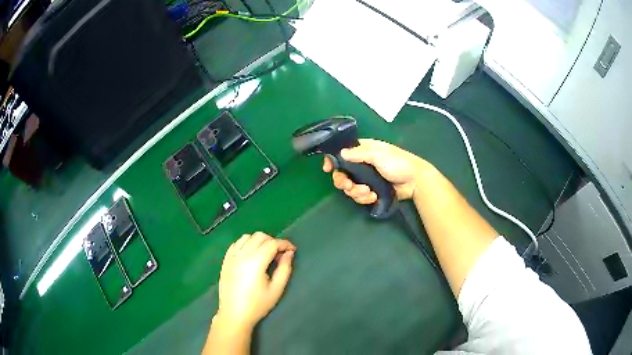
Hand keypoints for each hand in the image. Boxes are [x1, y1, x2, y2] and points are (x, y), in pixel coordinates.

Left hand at [216, 232, 295, 330]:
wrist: (234, 314)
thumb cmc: (257, 305)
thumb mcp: (276, 289)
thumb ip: (284, 269)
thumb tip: (289, 253)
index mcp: (255, 262)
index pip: (272, 243)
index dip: (284, 244)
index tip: (292, 250)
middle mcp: (242, 255)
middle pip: (259, 236)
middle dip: (272, 241)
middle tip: (279, 253)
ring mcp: (231, 257)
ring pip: (246, 237)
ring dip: (258, 241)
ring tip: (265, 253)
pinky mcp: (225, 260)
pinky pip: (236, 244)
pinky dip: (245, 244)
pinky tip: (250, 255)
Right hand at [323, 139, 430, 203]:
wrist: (415, 181)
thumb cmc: (398, 162)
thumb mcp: (378, 154)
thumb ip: (359, 154)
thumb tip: (341, 153)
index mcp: (363, 151)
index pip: (342, 153)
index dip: (333, 160)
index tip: (327, 169)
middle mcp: (361, 164)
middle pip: (342, 173)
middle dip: (344, 182)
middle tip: (349, 186)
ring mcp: (366, 179)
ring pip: (350, 187)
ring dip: (356, 192)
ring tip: (368, 193)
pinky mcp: (371, 191)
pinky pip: (359, 196)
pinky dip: (364, 198)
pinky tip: (373, 197)